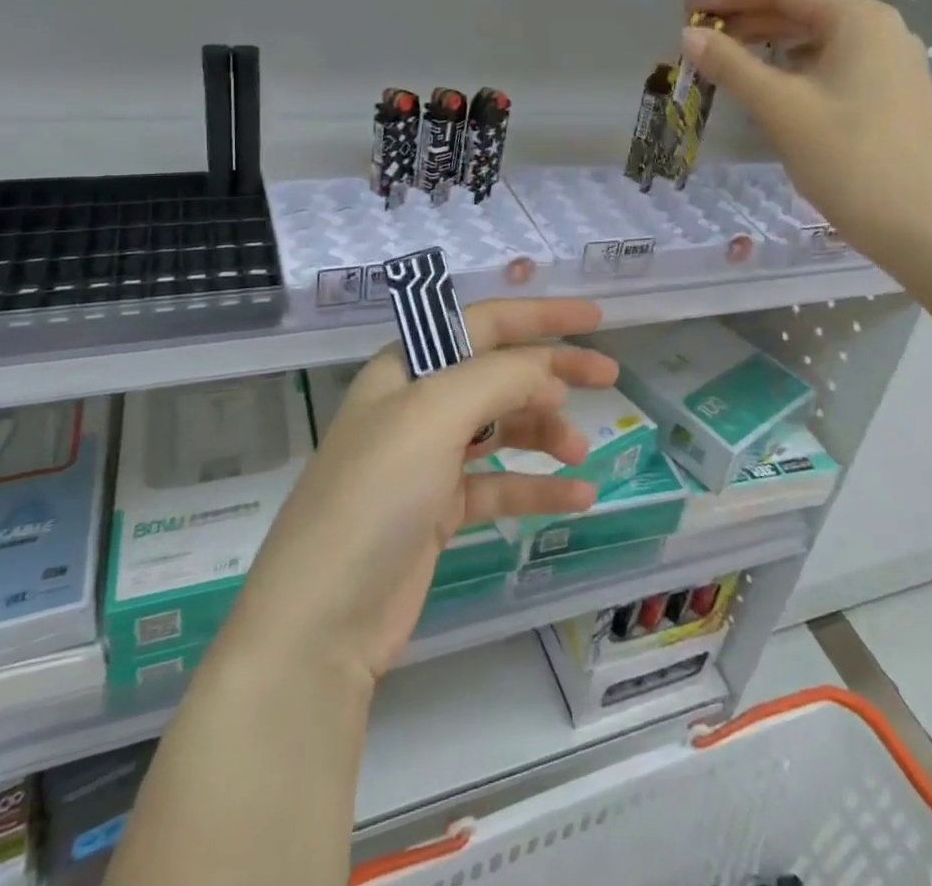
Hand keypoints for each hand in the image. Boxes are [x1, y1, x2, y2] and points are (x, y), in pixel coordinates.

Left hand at [222, 298, 617, 682]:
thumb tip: (550, 375)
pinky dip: (537, 487)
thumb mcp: (435, 414)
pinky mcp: (439, 510)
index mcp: (408, 367)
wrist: (321, 617)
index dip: (539, 314)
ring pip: (502, 428)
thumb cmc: (376, 493)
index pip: (483, 322)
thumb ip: (499, 378)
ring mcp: (428, 459)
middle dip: (553, 370)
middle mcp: (418, 405)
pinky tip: (578, 496)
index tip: (595, 318)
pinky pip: (500, 485)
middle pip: (498, 372)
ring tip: (580, 450)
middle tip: (609, 377)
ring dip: (545, 433)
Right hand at [684, 0, 931, 270]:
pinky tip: (771, 85)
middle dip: (749, 18)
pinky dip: (794, 66)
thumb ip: (731, 66)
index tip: (690, 9)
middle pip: (804, 8)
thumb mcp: (780, 107)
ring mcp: (889, 62)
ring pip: (818, 37)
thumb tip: (689, 35)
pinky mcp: (889, 93)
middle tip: (701, 36)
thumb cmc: (847, 157)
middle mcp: (879, 29)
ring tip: (726, 58)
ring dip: (770, 43)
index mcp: (858, 19)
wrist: (918, 222)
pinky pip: (832, 63)